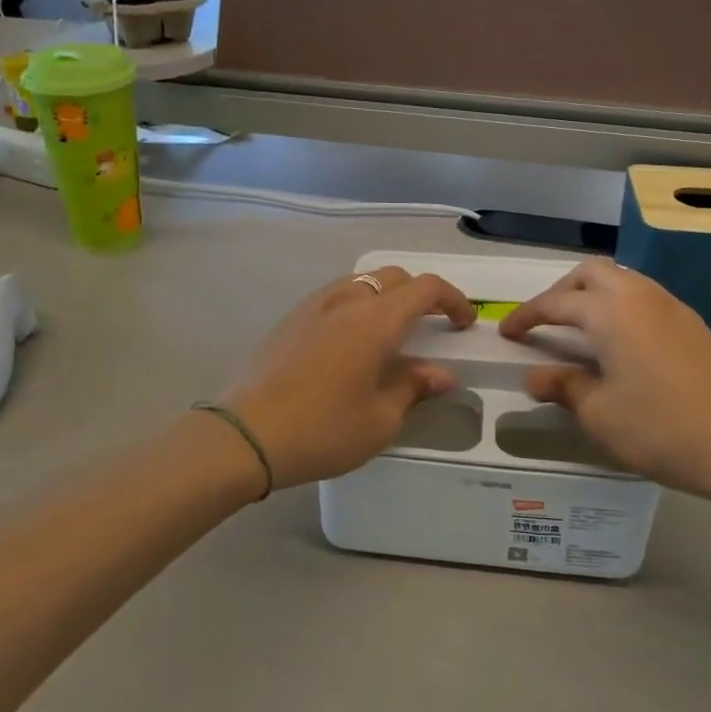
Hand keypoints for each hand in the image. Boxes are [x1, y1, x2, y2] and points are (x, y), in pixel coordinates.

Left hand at [222, 268, 477, 489]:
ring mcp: (313, 305)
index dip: (453, 300)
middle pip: (394, 277)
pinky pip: (334, 297)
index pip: (426, 288)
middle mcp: (346, 300)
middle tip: (431, 326)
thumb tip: (440, 374)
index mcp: (375, 320)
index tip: (464, 323)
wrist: (246, 434)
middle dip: (420, 295)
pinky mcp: (290, 318)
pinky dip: (356, 306)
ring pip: (361, 282)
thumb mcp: (380, 419)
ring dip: (386, 297)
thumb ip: (413, 387)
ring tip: (390, 332)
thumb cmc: (323, 429)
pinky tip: (351, 342)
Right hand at [499, 261, 710, 506]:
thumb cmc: (660, 429)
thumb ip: (562, 387)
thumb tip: (534, 377)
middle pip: (591, 273)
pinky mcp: (693, 324)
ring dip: (593, 294)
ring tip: (578, 328)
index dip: (527, 316)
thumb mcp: (598, 414)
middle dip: (561, 291)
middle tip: (544, 322)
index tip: (507, 332)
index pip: (556, 303)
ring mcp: (672, 307)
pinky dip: (620, 305)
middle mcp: (641, 296)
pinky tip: (620, 341)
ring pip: (622, 279)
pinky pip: (645, 296)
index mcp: (611, 312)